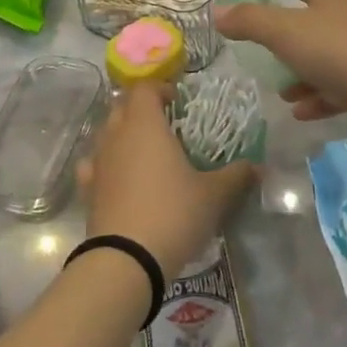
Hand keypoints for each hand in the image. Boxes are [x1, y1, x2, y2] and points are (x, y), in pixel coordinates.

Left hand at [79, 82, 255, 275]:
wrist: (126, 258)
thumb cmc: (172, 213)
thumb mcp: (213, 196)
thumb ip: (236, 176)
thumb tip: (258, 166)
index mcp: (144, 124)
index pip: (144, 88)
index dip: (160, 88)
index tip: (178, 102)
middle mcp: (116, 134)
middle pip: (122, 106)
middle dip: (141, 110)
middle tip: (165, 126)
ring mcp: (98, 160)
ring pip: (106, 133)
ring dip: (123, 135)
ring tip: (146, 153)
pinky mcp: (87, 187)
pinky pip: (94, 163)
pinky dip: (106, 163)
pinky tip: (118, 177)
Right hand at [212, 0, 346, 121]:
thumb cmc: (342, 53)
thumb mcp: (286, 32)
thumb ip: (250, 21)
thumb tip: (218, 11)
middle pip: (310, 16)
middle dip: (281, 30)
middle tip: (255, 39)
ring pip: (323, 55)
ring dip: (298, 70)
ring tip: (279, 88)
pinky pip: (338, 86)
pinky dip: (317, 95)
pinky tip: (302, 111)